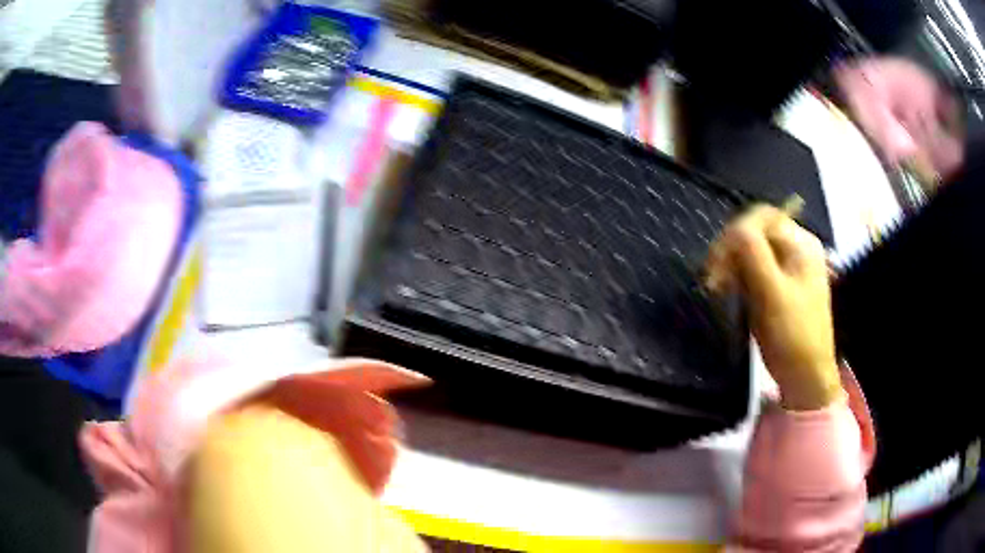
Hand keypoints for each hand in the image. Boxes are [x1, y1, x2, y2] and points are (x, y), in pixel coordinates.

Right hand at [705, 205, 841, 410]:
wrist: (806, 377)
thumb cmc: (793, 334)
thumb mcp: (772, 292)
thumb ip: (752, 254)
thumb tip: (731, 228)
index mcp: (801, 243)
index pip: (761, 218)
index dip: (735, 233)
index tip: (715, 262)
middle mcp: (797, 248)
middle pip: (756, 232)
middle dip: (731, 251)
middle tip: (713, 279)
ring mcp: (789, 267)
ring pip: (752, 251)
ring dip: (732, 265)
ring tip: (719, 288)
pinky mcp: (780, 285)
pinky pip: (755, 269)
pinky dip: (739, 277)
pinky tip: (730, 292)